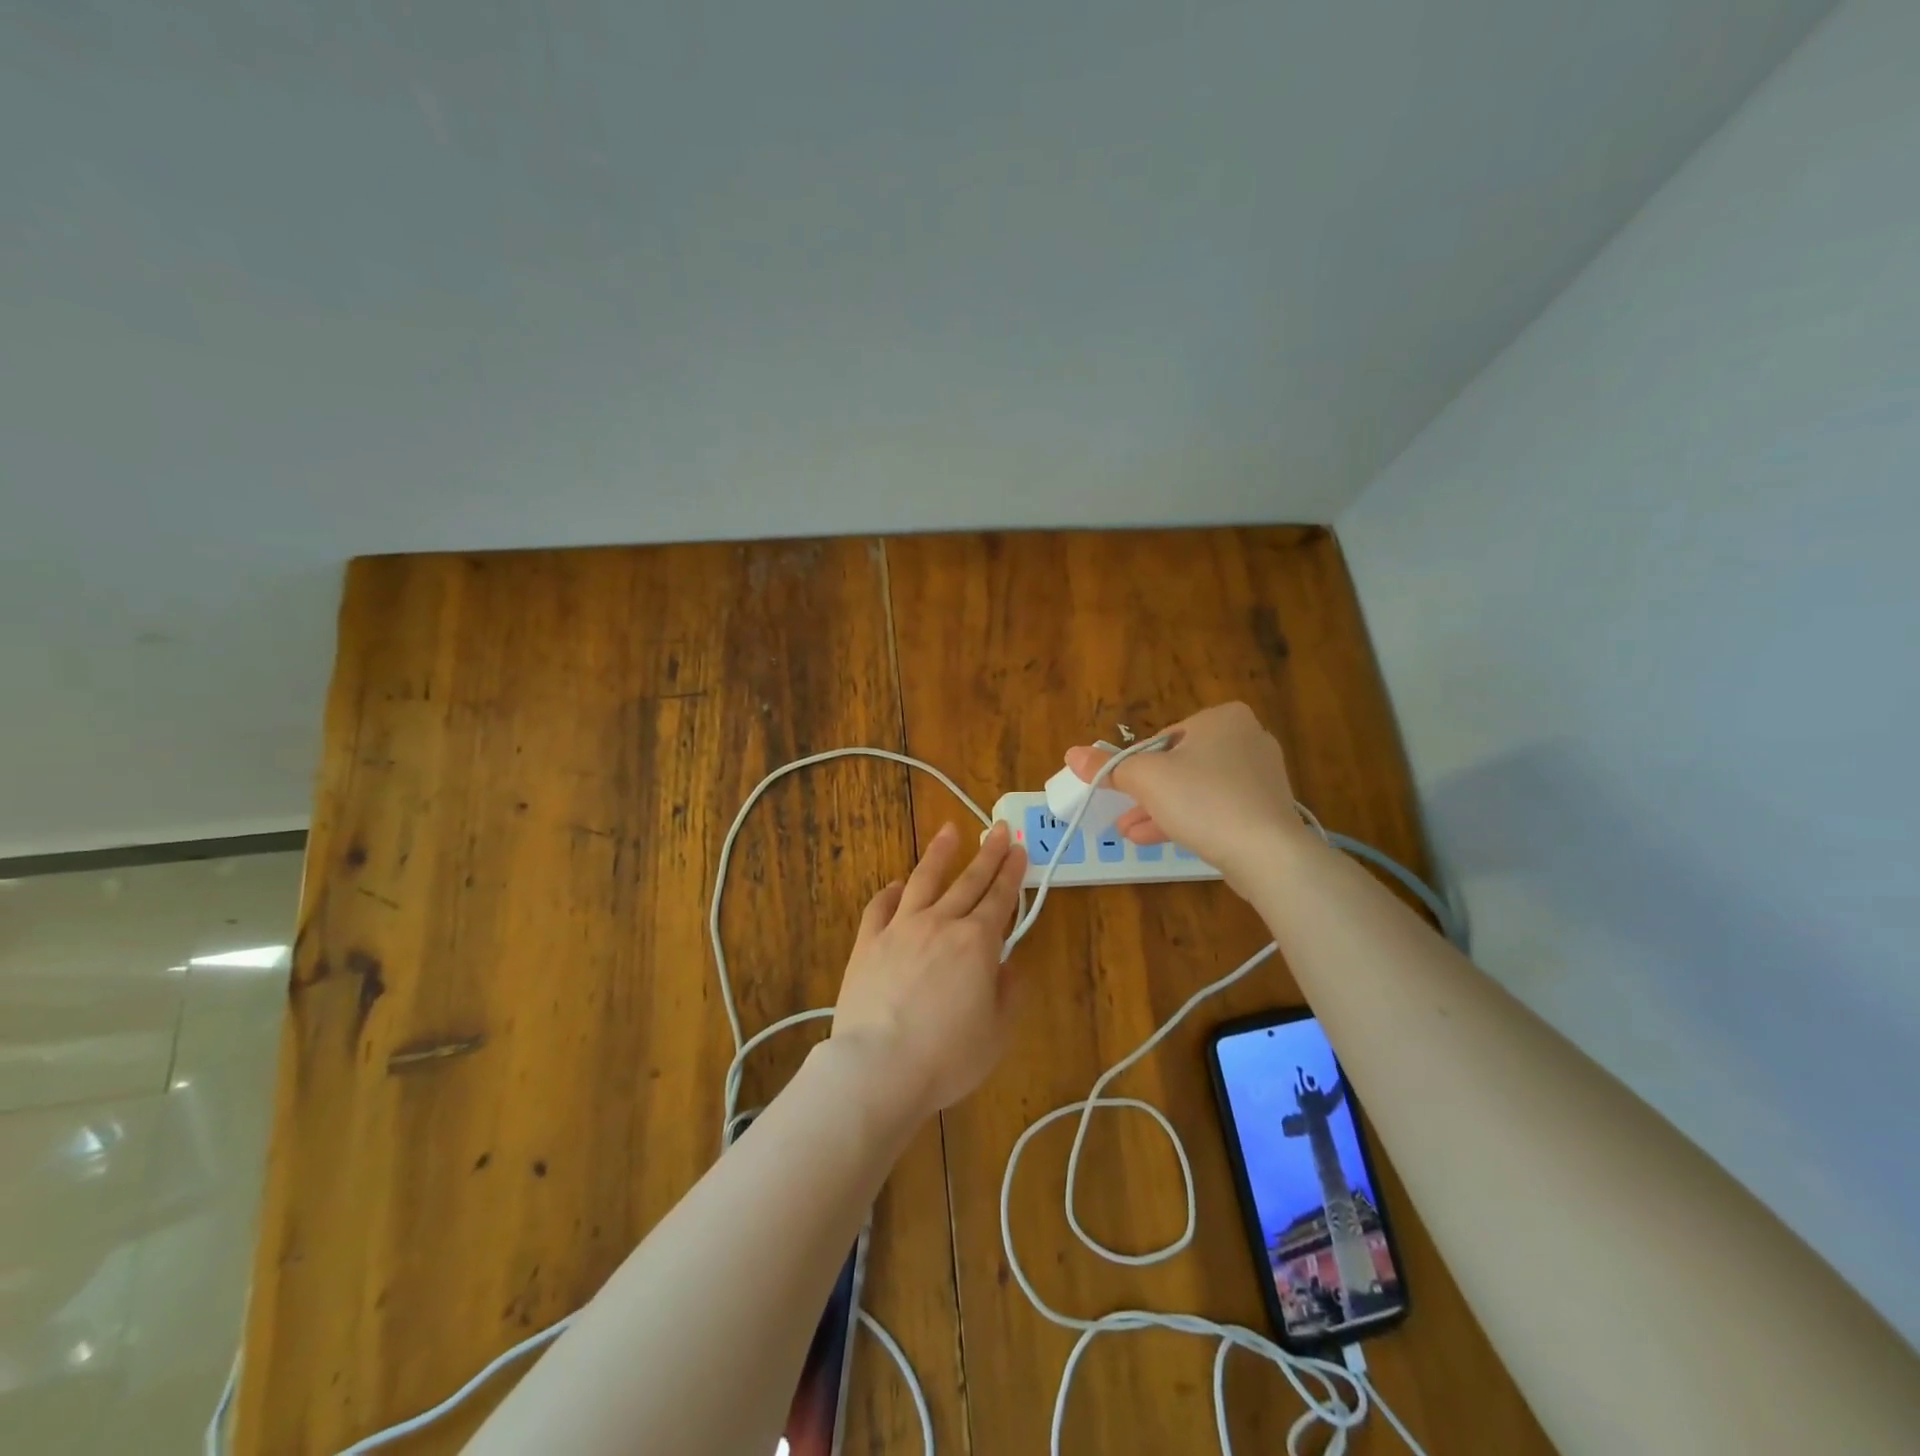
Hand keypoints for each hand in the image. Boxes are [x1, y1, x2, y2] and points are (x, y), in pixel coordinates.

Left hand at [831, 821, 1028, 1118]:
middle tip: (997, 829)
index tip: (1018, 848)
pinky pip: (880, 907)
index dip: (1012, 872)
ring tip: (949, 831)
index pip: (1000, 898)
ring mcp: (900, 928)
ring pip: (924, 881)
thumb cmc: (947, 1056)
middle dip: (987, 854)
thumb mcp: (996, 1033)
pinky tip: (897, 885)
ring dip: (939, 854)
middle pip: (968, 881)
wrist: (879, 1067)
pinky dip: (891, 892)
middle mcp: (940, 924)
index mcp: (976, 943)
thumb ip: (1008, 993)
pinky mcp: (867, 942)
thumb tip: (1008, 964)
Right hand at [1064, 702, 1308, 882]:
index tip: (1124, 789)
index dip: (1139, 765)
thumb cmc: (1203, 799)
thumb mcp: (1145, 778)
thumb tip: (1071, 754)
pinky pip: (1217, 809)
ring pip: (1197, 790)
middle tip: (1121, 812)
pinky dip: (1189, 821)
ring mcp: (1260, 776)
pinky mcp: (1266, 810)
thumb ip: (1108, 766)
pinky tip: (1158, 839)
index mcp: (1223, 718)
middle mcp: (1247, 738)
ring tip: (1128, 832)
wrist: (1267, 853)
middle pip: (1180, 764)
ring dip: (1160, 810)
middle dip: (1147, 793)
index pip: (1165, 737)